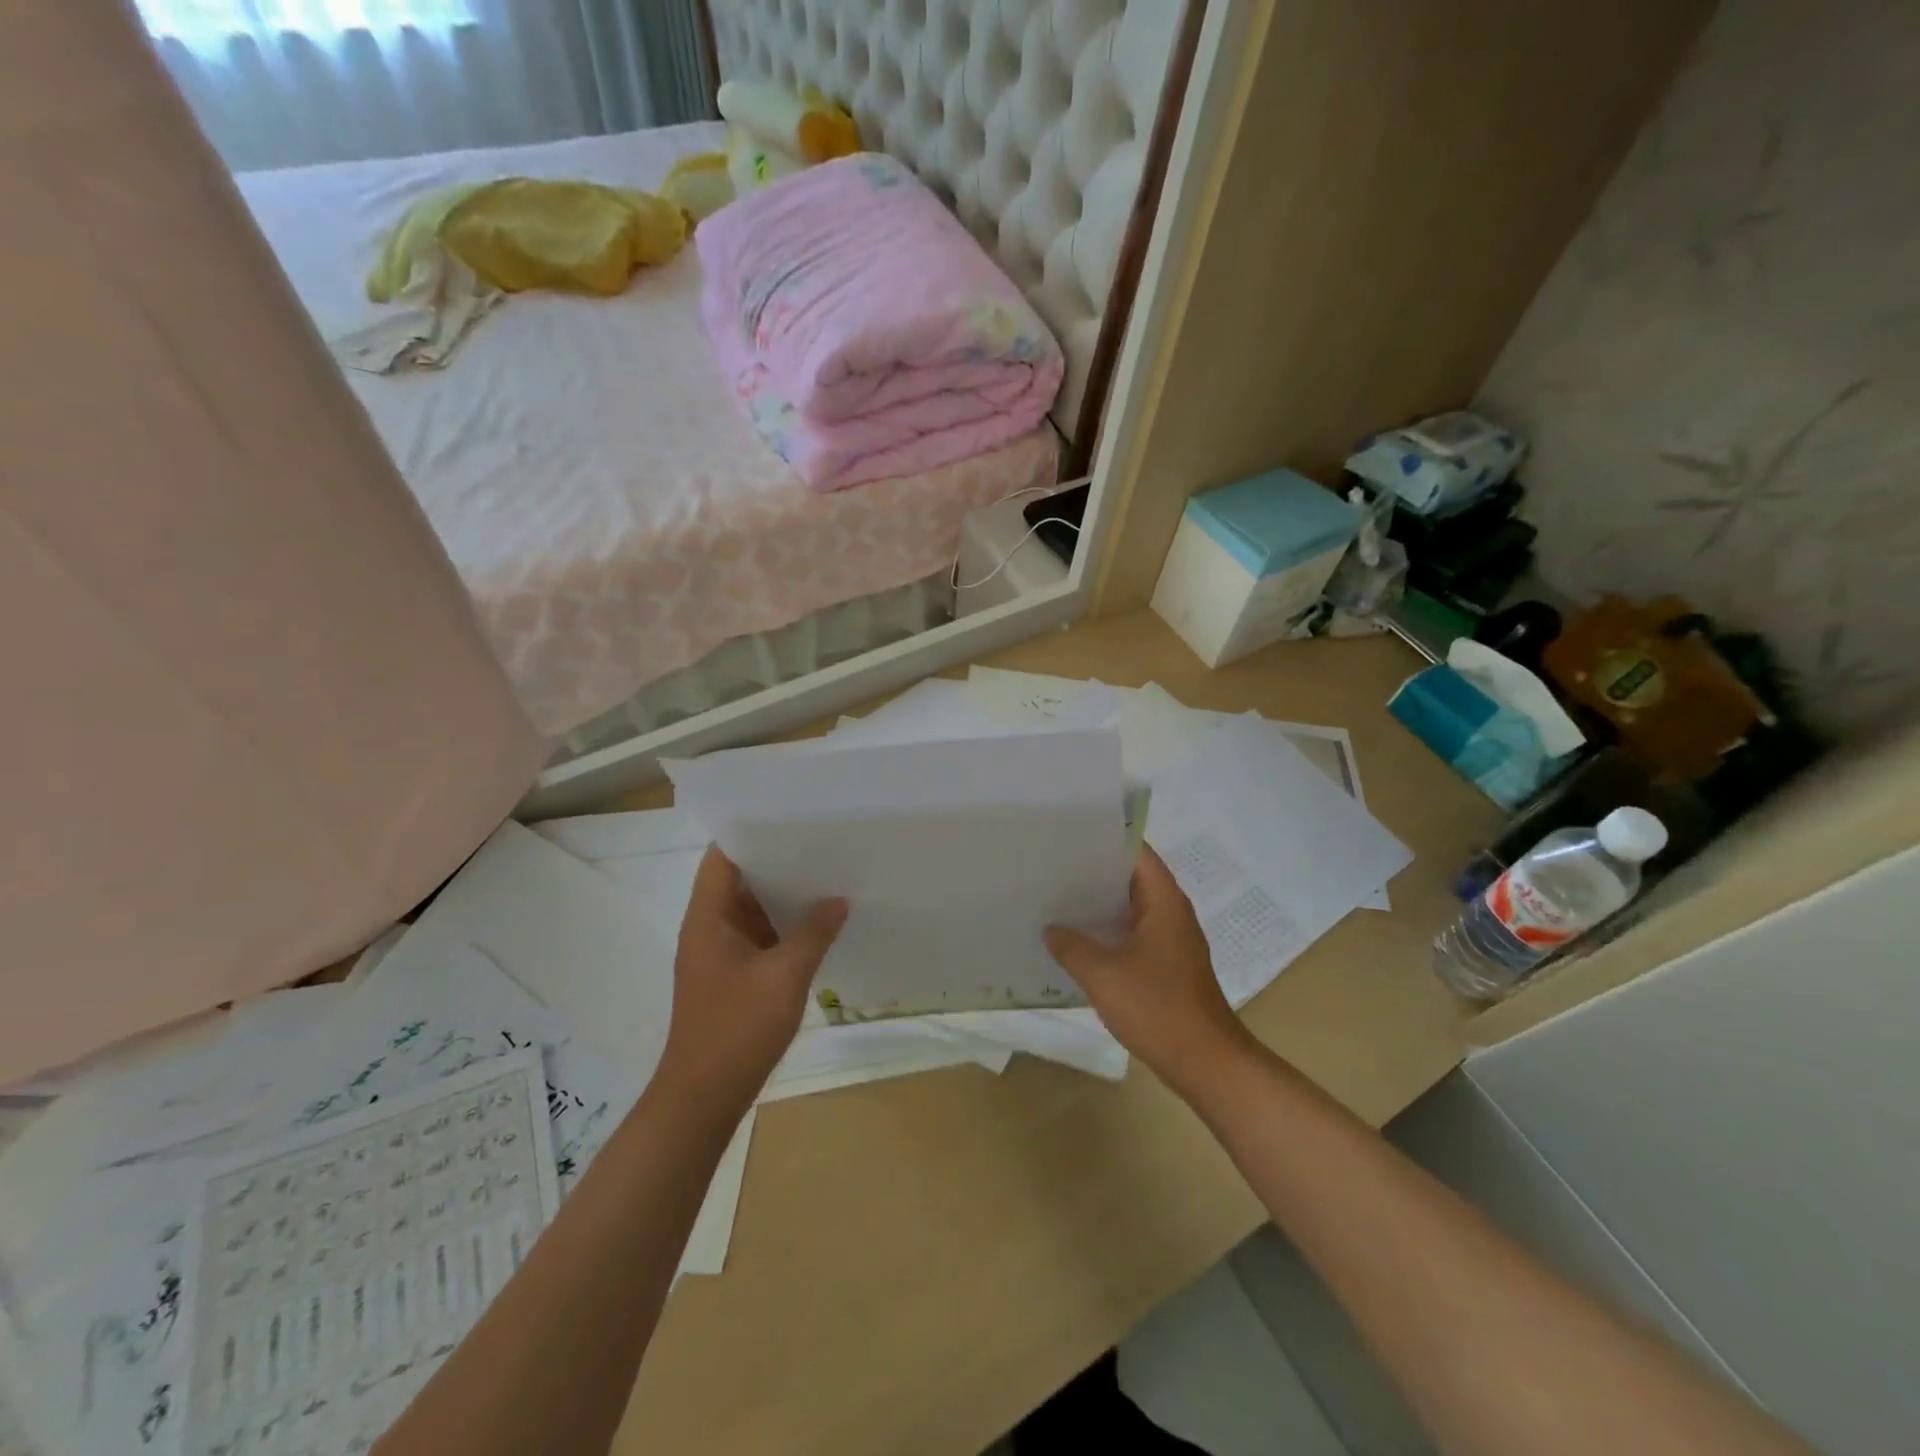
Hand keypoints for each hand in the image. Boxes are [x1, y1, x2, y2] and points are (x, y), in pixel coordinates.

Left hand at [657, 847, 846, 1114]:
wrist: (703, 1098)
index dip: (750, 831)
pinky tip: (818, 920)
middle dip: (777, 859)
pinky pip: (760, 935)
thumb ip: (813, 933)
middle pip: (740, 878)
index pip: (722, 856)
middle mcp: (709, 927)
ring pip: (752, 908)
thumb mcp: (784, 977)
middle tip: (822, 839)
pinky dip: (784, 924)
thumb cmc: (736, 1030)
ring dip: (783, 893)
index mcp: (708, 918)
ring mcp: (720, 953)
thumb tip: (838, 899)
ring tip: (827, 871)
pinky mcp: (733, 975)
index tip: (790, 815)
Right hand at [1045, 845, 1255, 1098]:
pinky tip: (1076, 941)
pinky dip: (1107, 932)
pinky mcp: (1167, 966)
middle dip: (1094, 871)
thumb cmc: (1157, 1007)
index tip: (1069, 834)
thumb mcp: (1103, 974)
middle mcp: (1171, 913)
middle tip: (1051, 864)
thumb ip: (1071, 946)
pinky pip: (1132, 935)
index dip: (1105, 838)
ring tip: (1056, 898)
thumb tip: (1051, 928)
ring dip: (1099, 905)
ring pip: (1130, 908)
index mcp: (1163, 901)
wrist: (1205, 1061)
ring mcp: (1171, 940)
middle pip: (1131, 877)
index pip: (1136, 851)